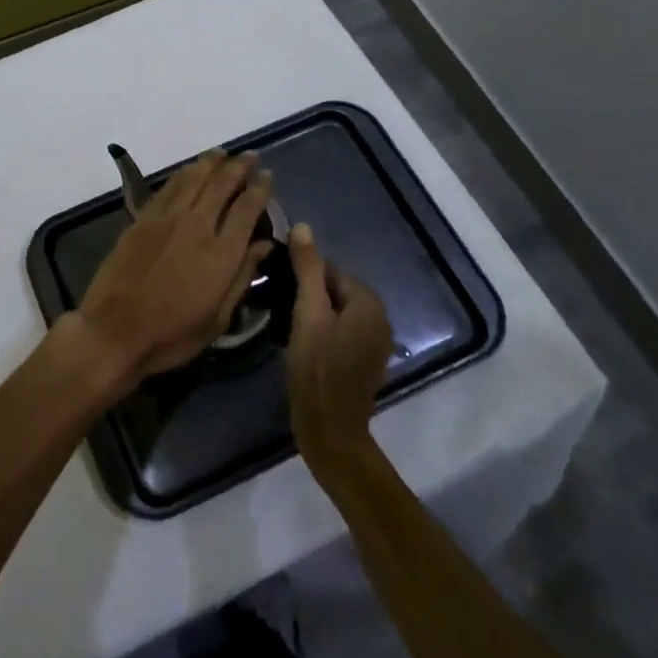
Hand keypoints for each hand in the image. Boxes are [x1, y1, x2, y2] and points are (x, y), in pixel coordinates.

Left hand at [70, 150, 273, 387]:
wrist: (115, 330)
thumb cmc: (172, 334)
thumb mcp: (218, 318)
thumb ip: (242, 276)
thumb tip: (264, 244)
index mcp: (221, 253)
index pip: (247, 209)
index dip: (260, 188)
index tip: (267, 175)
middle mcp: (197, 226)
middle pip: (221, 184)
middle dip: (238, 167)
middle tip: (249, 155)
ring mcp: (167, 219)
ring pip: (193, 178)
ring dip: (210, 162)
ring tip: (222, 153)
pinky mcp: (143, 218)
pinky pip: (168, 187)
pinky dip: (183, 174)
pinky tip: (189, 170)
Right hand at [286, 223, 393, 476]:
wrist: (330, 431)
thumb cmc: (317, 368)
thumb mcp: (307, 313)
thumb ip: (307, 269)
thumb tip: (303, 226)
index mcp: (369, 304)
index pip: (331, 270)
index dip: (303, 274)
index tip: (278, 283)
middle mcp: (380, 320)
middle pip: (336, 290)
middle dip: (309, 292)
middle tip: (279, 303)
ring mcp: (375, 344)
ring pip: (338, 312)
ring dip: (315, 313)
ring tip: (286, 321)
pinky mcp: (365, 363)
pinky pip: (342, 332)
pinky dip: (324, 331)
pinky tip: (302, 343)